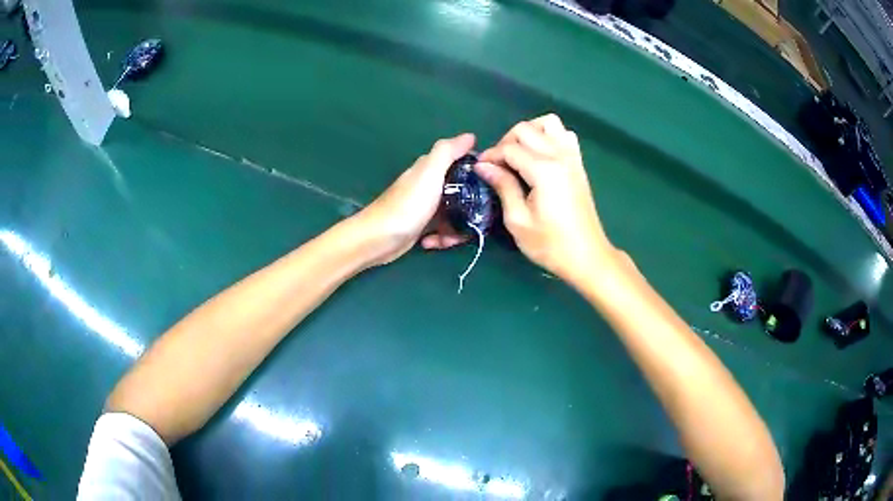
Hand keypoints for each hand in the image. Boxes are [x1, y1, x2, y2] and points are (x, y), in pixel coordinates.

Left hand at [356, 133, 474, 265]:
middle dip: (471, 206)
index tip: (491, 185)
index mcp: (431, 169)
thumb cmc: (407, 205)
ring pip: (454, 214)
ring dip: (457, 227)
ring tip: (451, 238)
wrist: (379, 239)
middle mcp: (429, 185)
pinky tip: (433, 243)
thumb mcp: (430, 173)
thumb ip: (448, 152)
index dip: (478, 172)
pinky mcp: (422, 226)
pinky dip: (441, 237)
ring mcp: (425, 207)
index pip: (462, 163)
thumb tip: (470, 136)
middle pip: (462, 192)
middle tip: (476, 219)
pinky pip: (442, 230)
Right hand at [475, 114, 613, 281]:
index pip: (509, 148)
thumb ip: (503, 186)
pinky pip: (564, 135)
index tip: (480, 169)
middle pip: (526, 129)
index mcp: (543, 170)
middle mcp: (559, 156)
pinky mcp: (579, 164)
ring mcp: (572, 157)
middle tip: (498, 165)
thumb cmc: (550, 244)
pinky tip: (540, 156)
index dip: (491, 155)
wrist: (587, 256)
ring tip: (519, 155)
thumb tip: (483, 166)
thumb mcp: (518, 220)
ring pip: (548, 123)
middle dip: (506, 141)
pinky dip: (549, 136)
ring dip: (530, 132)